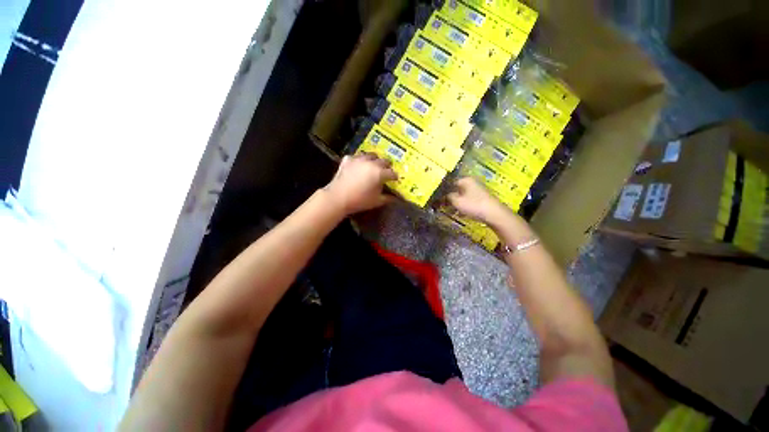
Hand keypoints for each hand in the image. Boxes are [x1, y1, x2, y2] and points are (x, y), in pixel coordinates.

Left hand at [324, 153, 397, 214]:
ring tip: (373, 166)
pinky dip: (360, 160)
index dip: (394, 177)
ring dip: (374, 160)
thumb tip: (395, 198)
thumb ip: (388, 198)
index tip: (395, 180)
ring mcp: (359, 159)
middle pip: (383, 161)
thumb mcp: (376, 201)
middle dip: (386, 166)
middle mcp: (371, 162)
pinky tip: (359, 165)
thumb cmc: (360, 200)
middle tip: (386, 172)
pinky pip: (357, 156)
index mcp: (380, 172)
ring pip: (371, 155)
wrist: (338, 197)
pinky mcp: (348, 159)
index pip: (392, 173)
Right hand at [447, 177, 508, 224]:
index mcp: (466, 180)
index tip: (437, 198)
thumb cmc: (474, 205)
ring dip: (455, 203)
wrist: (494, 214)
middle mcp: (472, 183)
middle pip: (456, 190)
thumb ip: (448, 197)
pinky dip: (463, 206)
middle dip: (449, 198)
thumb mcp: (457, 201)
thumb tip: (444, 196)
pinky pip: (468, 201)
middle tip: (442, 206)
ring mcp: (477, 191)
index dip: (443, 191)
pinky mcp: (481, 199)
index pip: (450, 183)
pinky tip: (459, 213)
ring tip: (449, 211)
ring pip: (462, 196)